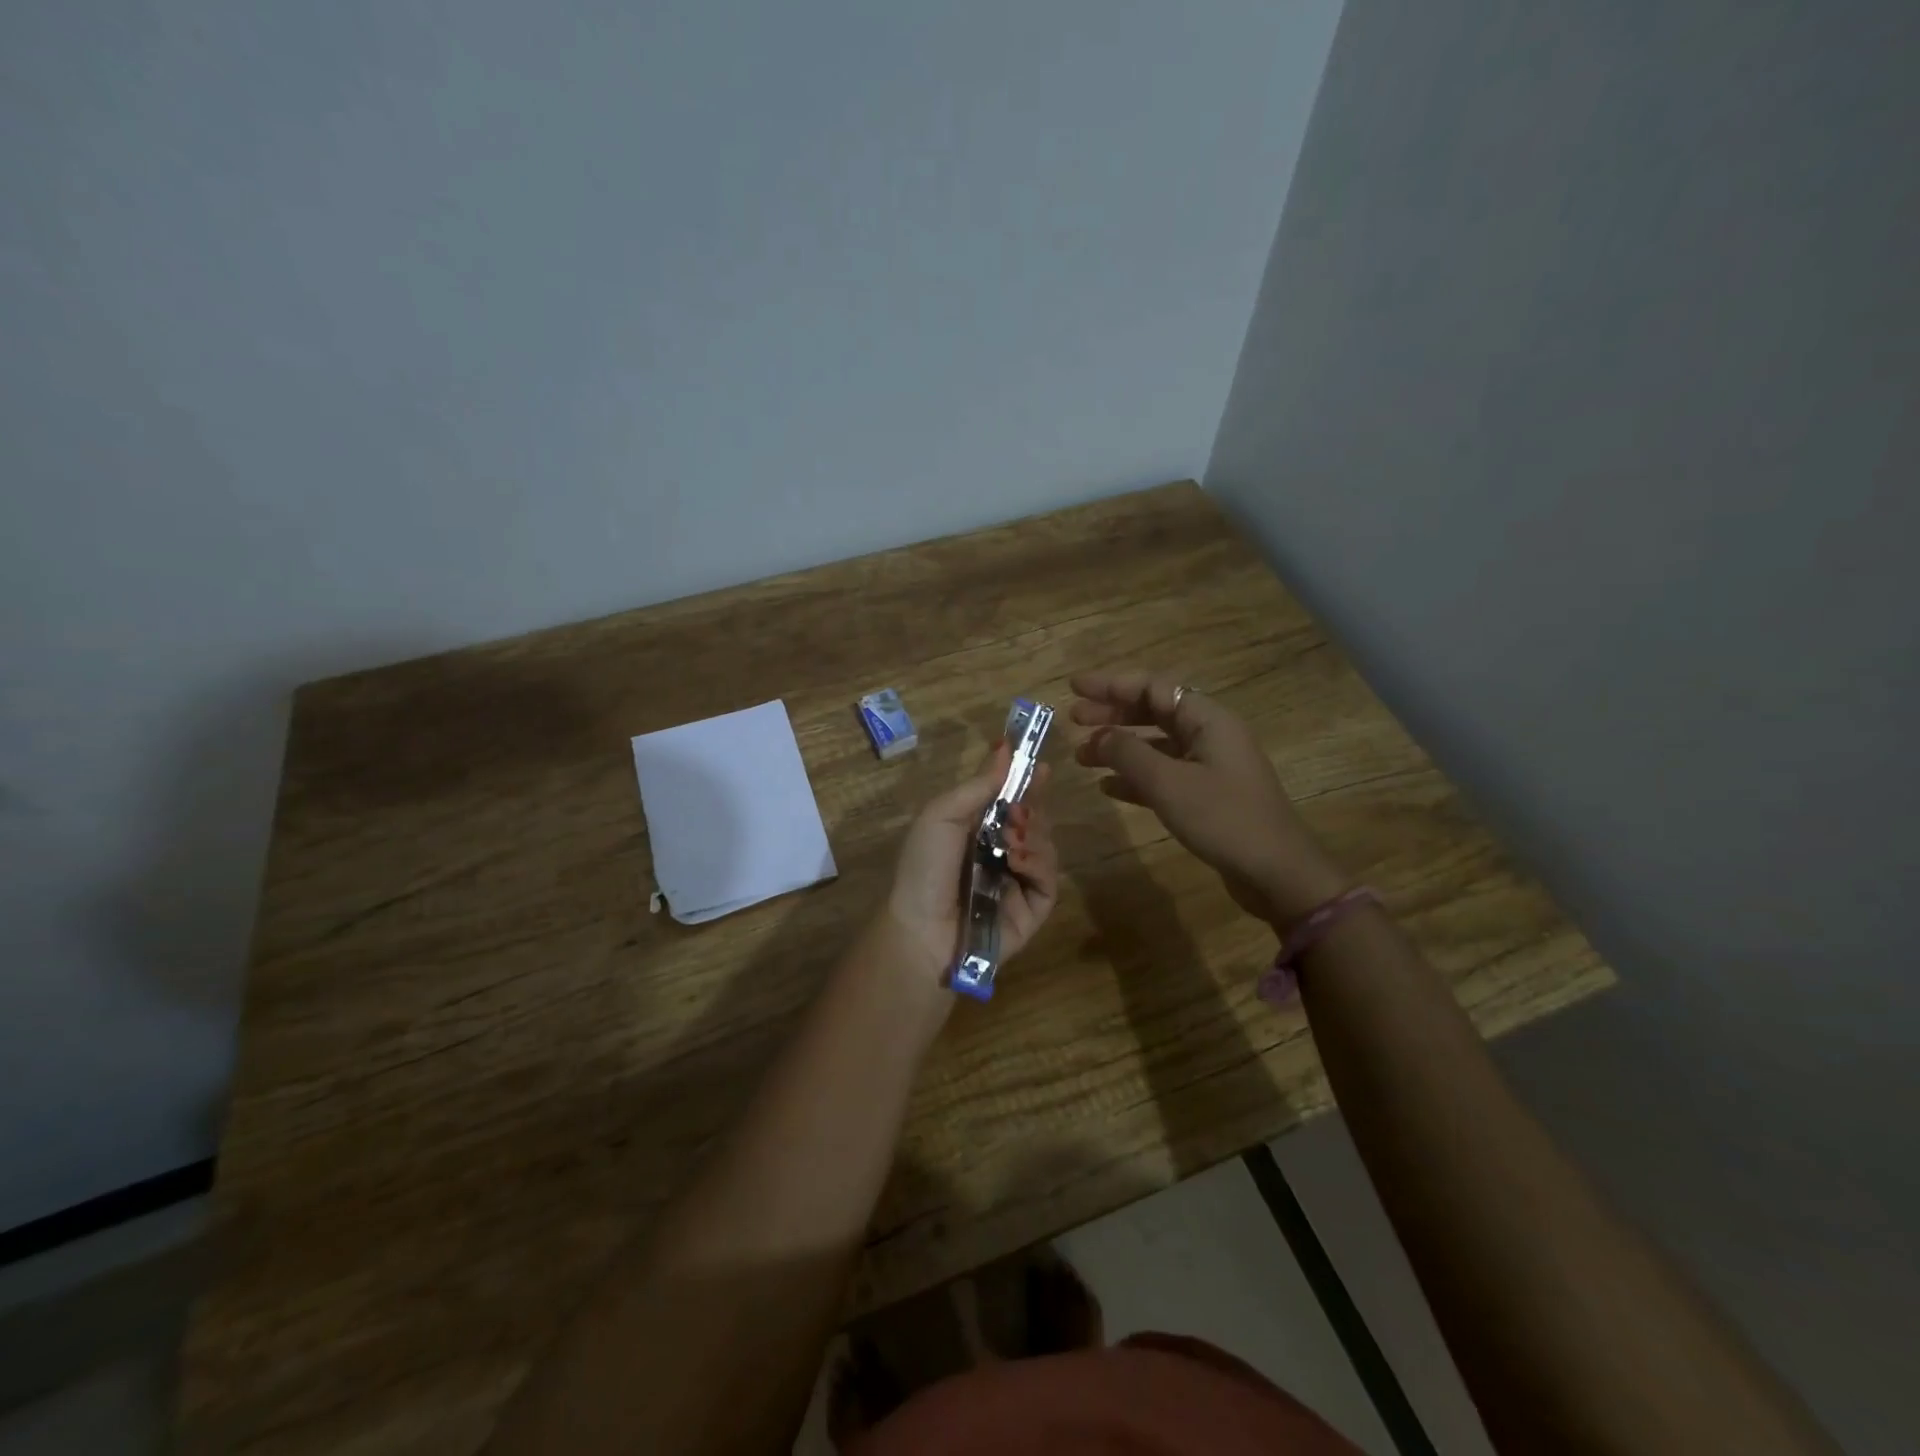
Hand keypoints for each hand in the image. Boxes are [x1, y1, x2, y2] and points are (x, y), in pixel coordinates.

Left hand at [881, 741, 1059, 986]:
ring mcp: (1018, 881)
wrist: (924, 929)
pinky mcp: (1033, 908)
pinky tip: (1019, 860)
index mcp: (975, 830)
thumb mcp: (942, 815)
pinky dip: (1039, 863)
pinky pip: (1049, 878)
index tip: (1040, 765)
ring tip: (1012, 838)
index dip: (1025, 782)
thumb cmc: (925, 867)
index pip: (1009, 800)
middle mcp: (1000, 852)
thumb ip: (978, 785)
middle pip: (1033, 820)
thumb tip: (1005, 747)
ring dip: (1034, 834)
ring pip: (1046, 845)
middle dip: (1031, 807)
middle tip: (1019, 810)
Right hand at [1070, 668, 1345, 926]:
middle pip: (1154, 712)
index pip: (1153, 687)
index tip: (1075, 688)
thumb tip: (1097, 736)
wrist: (1276, 872)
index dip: (1112, 684)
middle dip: (1112, 714)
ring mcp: (1210, 766)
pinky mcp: (1207, 796)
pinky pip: (1164, 775)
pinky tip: (1108, 787)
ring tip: (1082, 756)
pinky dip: (1135, 776)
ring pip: (1156, 745)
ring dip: (1119, 747)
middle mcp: (1210, 735)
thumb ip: (1128, 753)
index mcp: (1207, 720)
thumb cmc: (1223, 818)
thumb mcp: (1168, 783)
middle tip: (1073, 719)